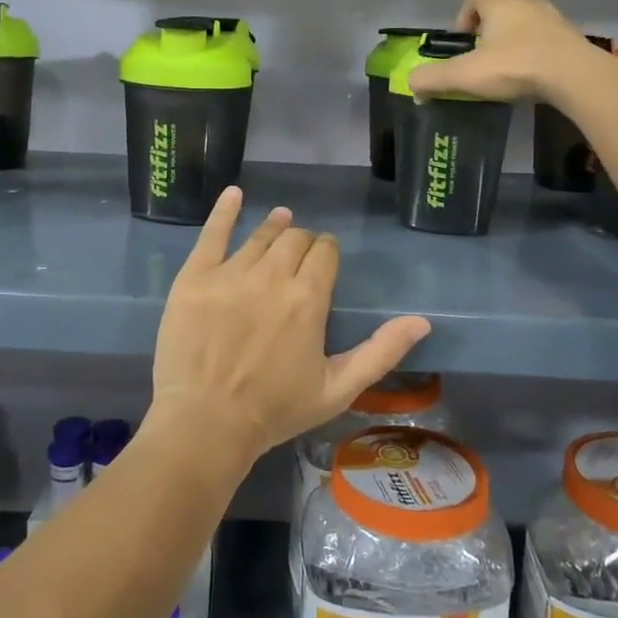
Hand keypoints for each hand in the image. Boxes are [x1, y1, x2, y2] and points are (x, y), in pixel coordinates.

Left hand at [146, 188, 431, 467]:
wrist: (206, 423)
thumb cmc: (275, 410)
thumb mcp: (338, 389)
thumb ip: (381, 352)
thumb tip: (422, 322)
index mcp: (308, 298)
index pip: (325, 252)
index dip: (327, 251)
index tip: (325, 258)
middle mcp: (272, 275)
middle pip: (294, 239)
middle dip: (303, 242)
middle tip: (300, 254)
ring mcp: (230, 273)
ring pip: (260, 236)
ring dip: (275, 227)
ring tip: (280, 220)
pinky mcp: (195, 277)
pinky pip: (212, 234)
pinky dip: (224, 211)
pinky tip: (233, 194)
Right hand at [408, 0, 599, 102]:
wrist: (574, 76)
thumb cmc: (516, 66)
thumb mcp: (466, 75)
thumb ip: (433, 79)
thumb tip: (411, 84)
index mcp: (500, 3)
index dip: (464, 15)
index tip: (462, 41)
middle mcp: (527, 2)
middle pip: (504, 0)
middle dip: (491, 21)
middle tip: (485, 49)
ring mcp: (553, 17)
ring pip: (529, 16)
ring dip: (516, 34)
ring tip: (508, 62)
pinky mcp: (572, 36)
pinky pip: (548, 35)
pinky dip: (537, 48)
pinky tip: (533, 72)